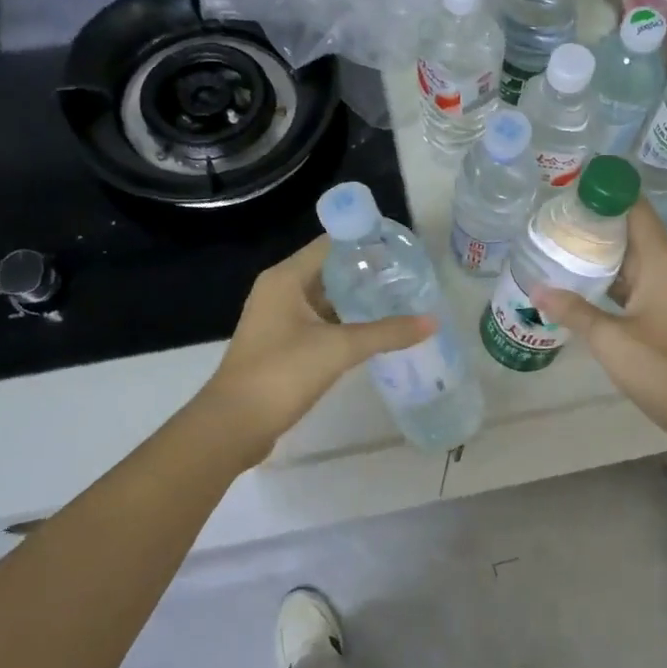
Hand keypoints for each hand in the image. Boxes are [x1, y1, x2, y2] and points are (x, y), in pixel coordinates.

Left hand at [196, 236, 434, 459]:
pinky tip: (375, 331)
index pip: (331, 244)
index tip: (401, 250)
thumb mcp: (339, 348)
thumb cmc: (282, 373)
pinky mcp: (283, 345)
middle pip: (329, 270)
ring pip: (326, 299)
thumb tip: (432, 322)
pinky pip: (321, 323)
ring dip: (357, 300)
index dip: (365, 243)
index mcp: (285, 278)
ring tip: (399, 301)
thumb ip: (387, 333)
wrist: (234, 425)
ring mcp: (279, 320)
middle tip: (407, 278)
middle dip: (367, 273)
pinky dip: (346, 324)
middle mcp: (280, 291)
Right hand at [534, 200, 666, 445]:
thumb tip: (536, 290)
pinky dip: (617, 277)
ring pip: (637, 257)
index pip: (634, 208)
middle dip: (596, 226)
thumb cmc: (662, 368)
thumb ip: (572, 310)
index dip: (604, 196)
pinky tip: (587, 285)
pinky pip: (643, 279)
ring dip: (605, 254)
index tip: (569, 195)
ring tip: (563, 250)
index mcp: (663, 260)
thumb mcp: (609, 339)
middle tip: (554, 225)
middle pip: (633, 230)